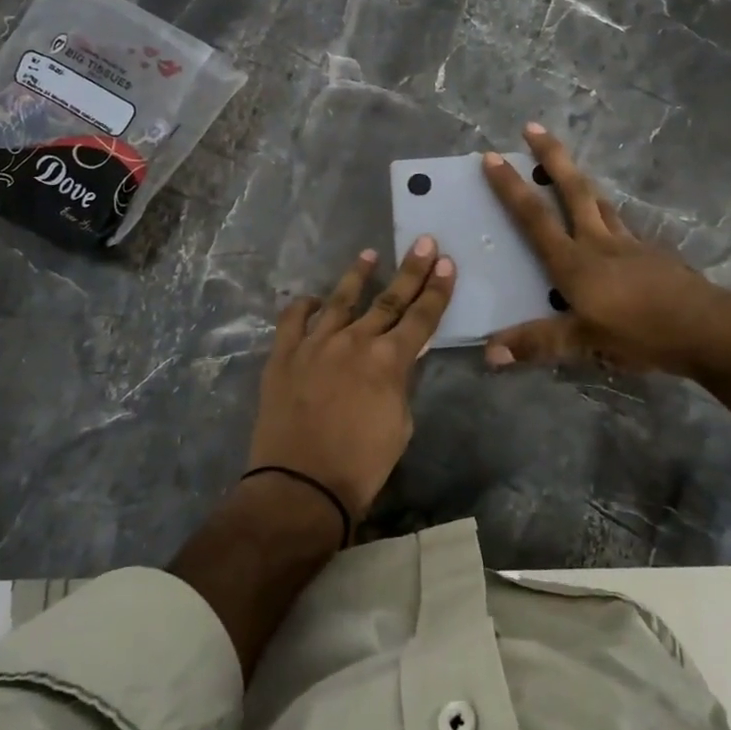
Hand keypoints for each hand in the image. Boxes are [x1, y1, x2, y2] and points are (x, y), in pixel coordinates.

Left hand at [248, 238, 456, 523]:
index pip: (421, 317)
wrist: (300, 487)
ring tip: (369, 255)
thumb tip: (396, 362)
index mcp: (389, 361)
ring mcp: (315, 344)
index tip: (446, 263)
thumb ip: (400, 383)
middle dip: (410, 270)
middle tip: (424, 242)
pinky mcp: (284, 355)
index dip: (437, 290)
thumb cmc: (361, 465)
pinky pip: (293, 320)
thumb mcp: (400, 424)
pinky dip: (303, 306)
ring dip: (357, 276)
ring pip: (340, 300)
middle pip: (389, 299)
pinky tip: (311, 298)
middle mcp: (355, 342)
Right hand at [481, 123, 730, 375]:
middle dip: (551, 156)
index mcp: (574, 261)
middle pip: (573, 190)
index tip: (493, 156)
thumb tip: (489, 354)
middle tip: (533, 127)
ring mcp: (630, 243)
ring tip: (569, 170)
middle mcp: (599, 242)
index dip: (511, 187)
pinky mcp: (653, 253)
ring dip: (581, 182)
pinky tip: (613, 226)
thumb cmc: (640, 332)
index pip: (534, 217)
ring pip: (601, 203)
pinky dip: (610, 216)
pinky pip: (624, 225)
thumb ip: (537, 343)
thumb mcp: (584, 343)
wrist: (707, 327)